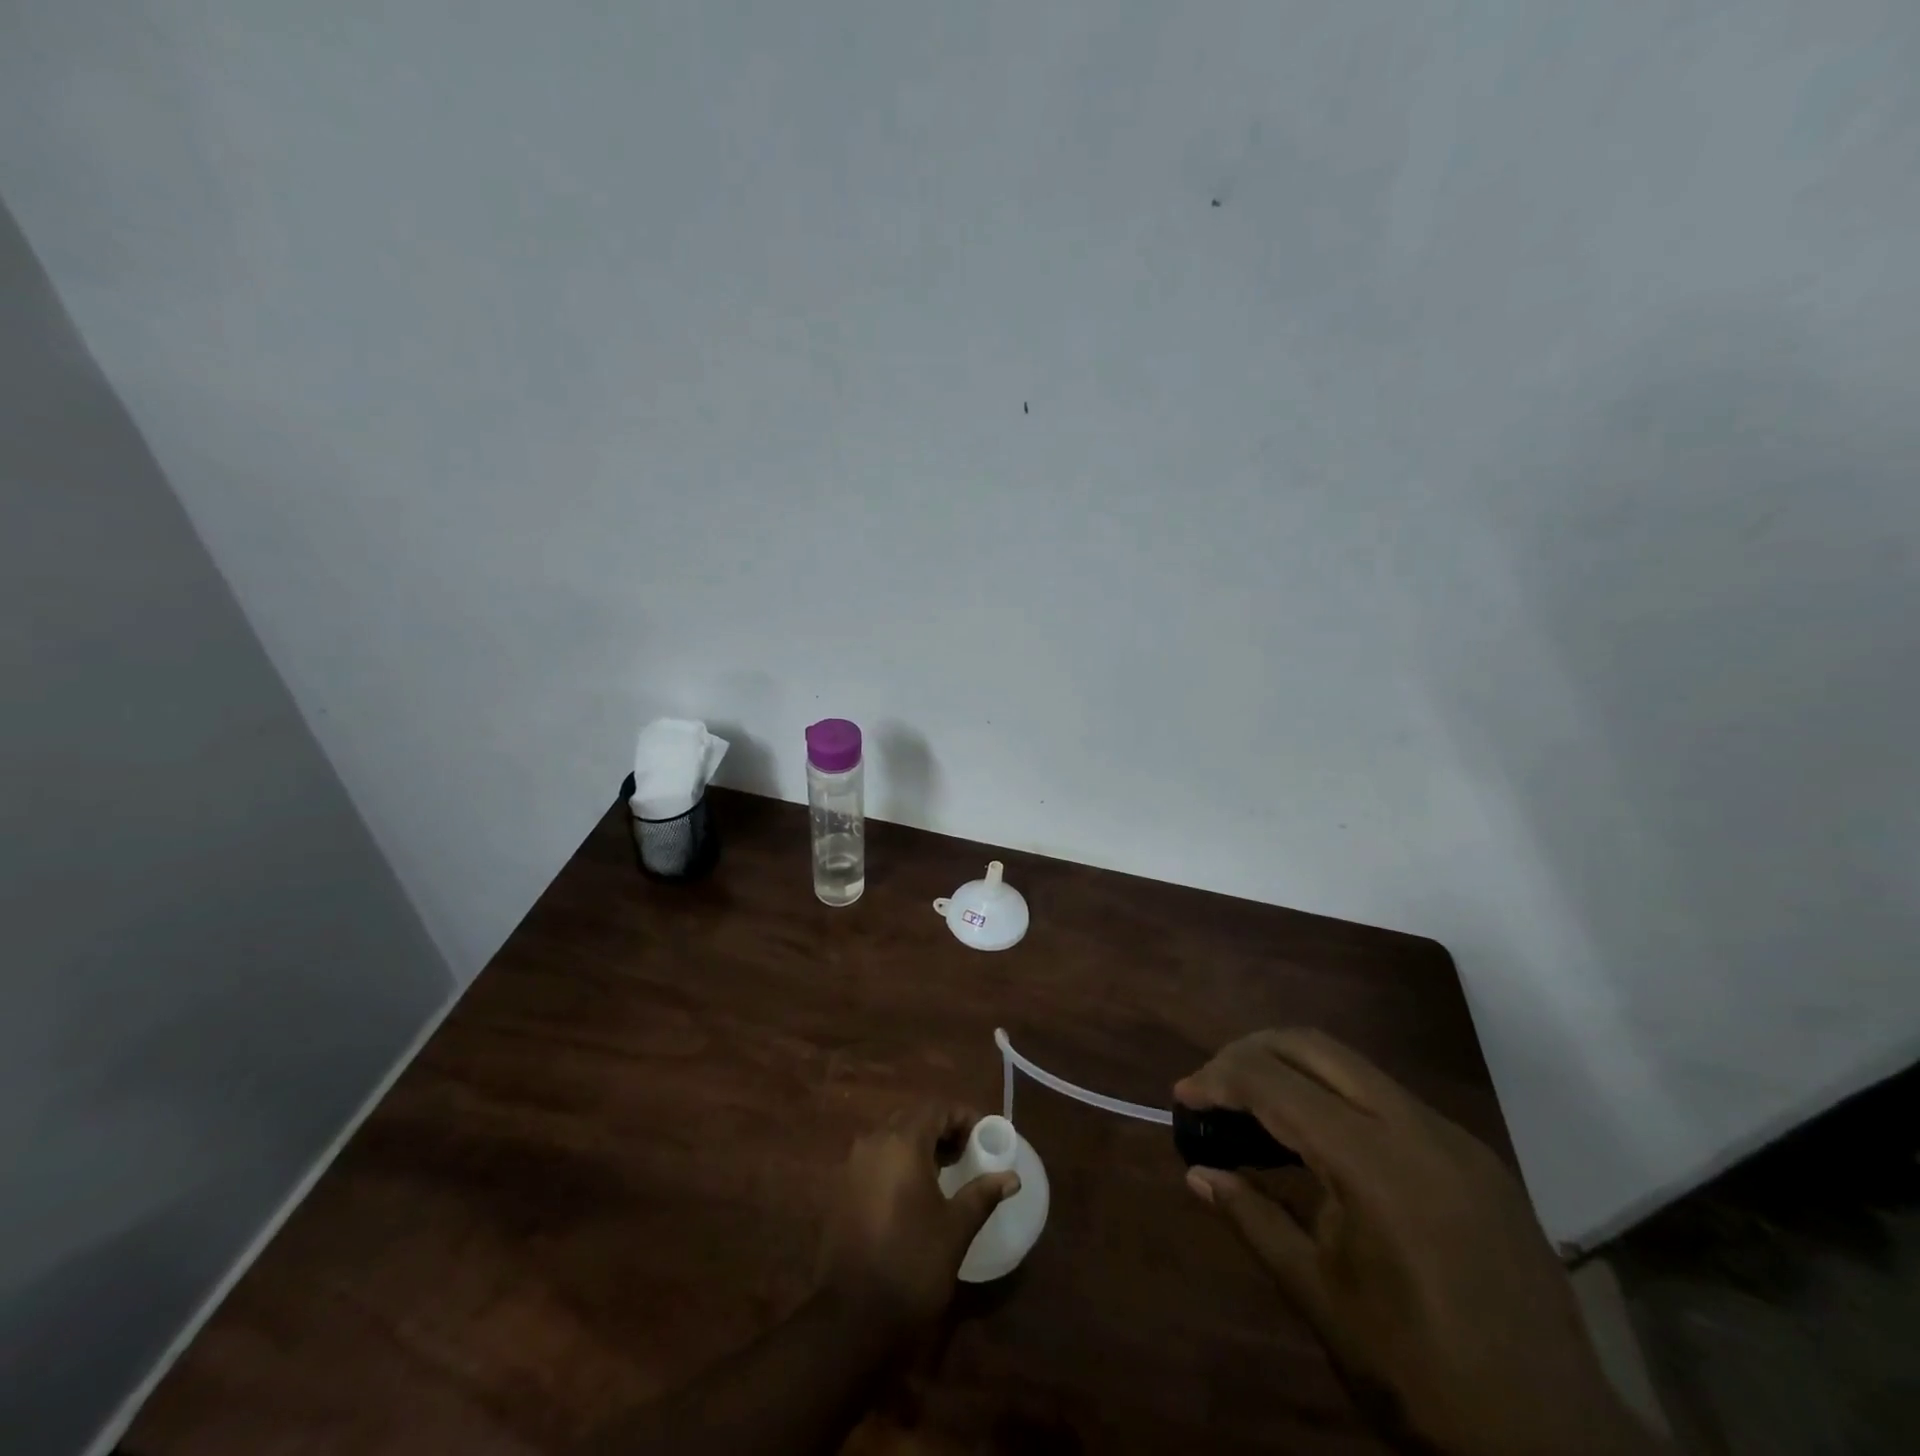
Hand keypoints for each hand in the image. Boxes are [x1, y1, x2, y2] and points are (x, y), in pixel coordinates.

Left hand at [816, 1104, 1019, 1335]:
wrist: (851, 1317)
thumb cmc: (912, 1264)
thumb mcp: (955, 1229)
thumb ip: (982, 1194)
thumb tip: (1011, 1177)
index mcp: (902, 1142)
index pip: (937, 1108)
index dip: (963, 1117)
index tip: (985, 1137)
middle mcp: (873, 1142)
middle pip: (913, 1118)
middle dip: (942, 1129)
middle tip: (968, 1153)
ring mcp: (852, 1165)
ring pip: (892, 1137)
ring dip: (920, 1145)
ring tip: (945, 1172)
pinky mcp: (841, 1188)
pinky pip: (876, 1159)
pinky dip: (898, 1163)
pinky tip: (913, 1193)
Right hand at [1177, 1030, 1658, 1455]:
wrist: (1559, 1445)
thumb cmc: (1421, 1375)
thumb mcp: (1321, 1299)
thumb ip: (1253, 1220)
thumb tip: (1197, 1174)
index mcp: (1375, 1165)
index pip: (1275, 1084)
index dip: (1219, 1079)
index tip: (1182, 1095)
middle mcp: (1417, 1129)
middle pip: (1314, 1047)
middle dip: (1251, 1053)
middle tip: (1213, 1086)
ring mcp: (1454, 1137)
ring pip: (1352, 1065)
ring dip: (1293, 1068)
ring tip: (1254, 1105)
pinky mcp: (1476, 1156)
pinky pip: (1388, 1098)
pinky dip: (1336, 1096)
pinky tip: (1320, 1140)